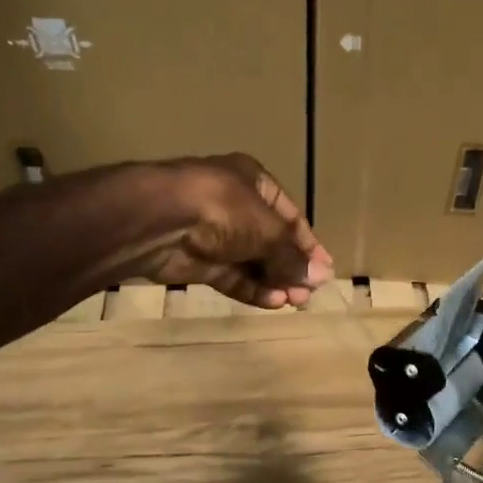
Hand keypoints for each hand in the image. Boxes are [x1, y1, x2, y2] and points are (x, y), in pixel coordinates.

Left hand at [118, 154, 332, 309]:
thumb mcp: (268, 230)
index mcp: (253, 181)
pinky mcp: (196, 260)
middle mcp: (234, 204)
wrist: (157, 220)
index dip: (308, 244)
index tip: (324, 271)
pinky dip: (251, 287)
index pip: (290, 215)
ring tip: (294, 301)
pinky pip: (230, 275)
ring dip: (273, 280)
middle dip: (290, 267)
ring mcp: (212, 232)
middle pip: (270, 240)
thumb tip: (321, 278)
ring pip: (250, 260)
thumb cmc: (223, 209)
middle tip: (309, 293)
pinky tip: (272, 302)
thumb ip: (292, 257)